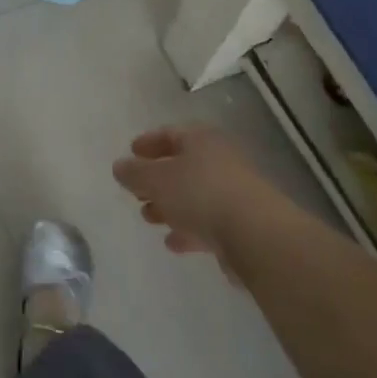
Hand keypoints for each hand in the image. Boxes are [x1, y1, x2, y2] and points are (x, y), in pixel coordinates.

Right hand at [113, 124, 284, 264]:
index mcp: (201, 140)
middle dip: (157, 179)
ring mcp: (234, 193)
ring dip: (170, 206)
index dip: (148, 142)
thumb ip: (134, 173)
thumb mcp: (156, 180)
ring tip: (149, 218)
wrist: (256, 235)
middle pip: (183, 166)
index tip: (131, 152)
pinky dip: (189, 229)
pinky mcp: (242, 224)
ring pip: (194, 196)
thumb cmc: (200, 194)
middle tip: (136, 191)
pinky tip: (174, 243)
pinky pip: (208, 221)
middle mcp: (220, 160)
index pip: (170, 134)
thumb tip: (120, 167)